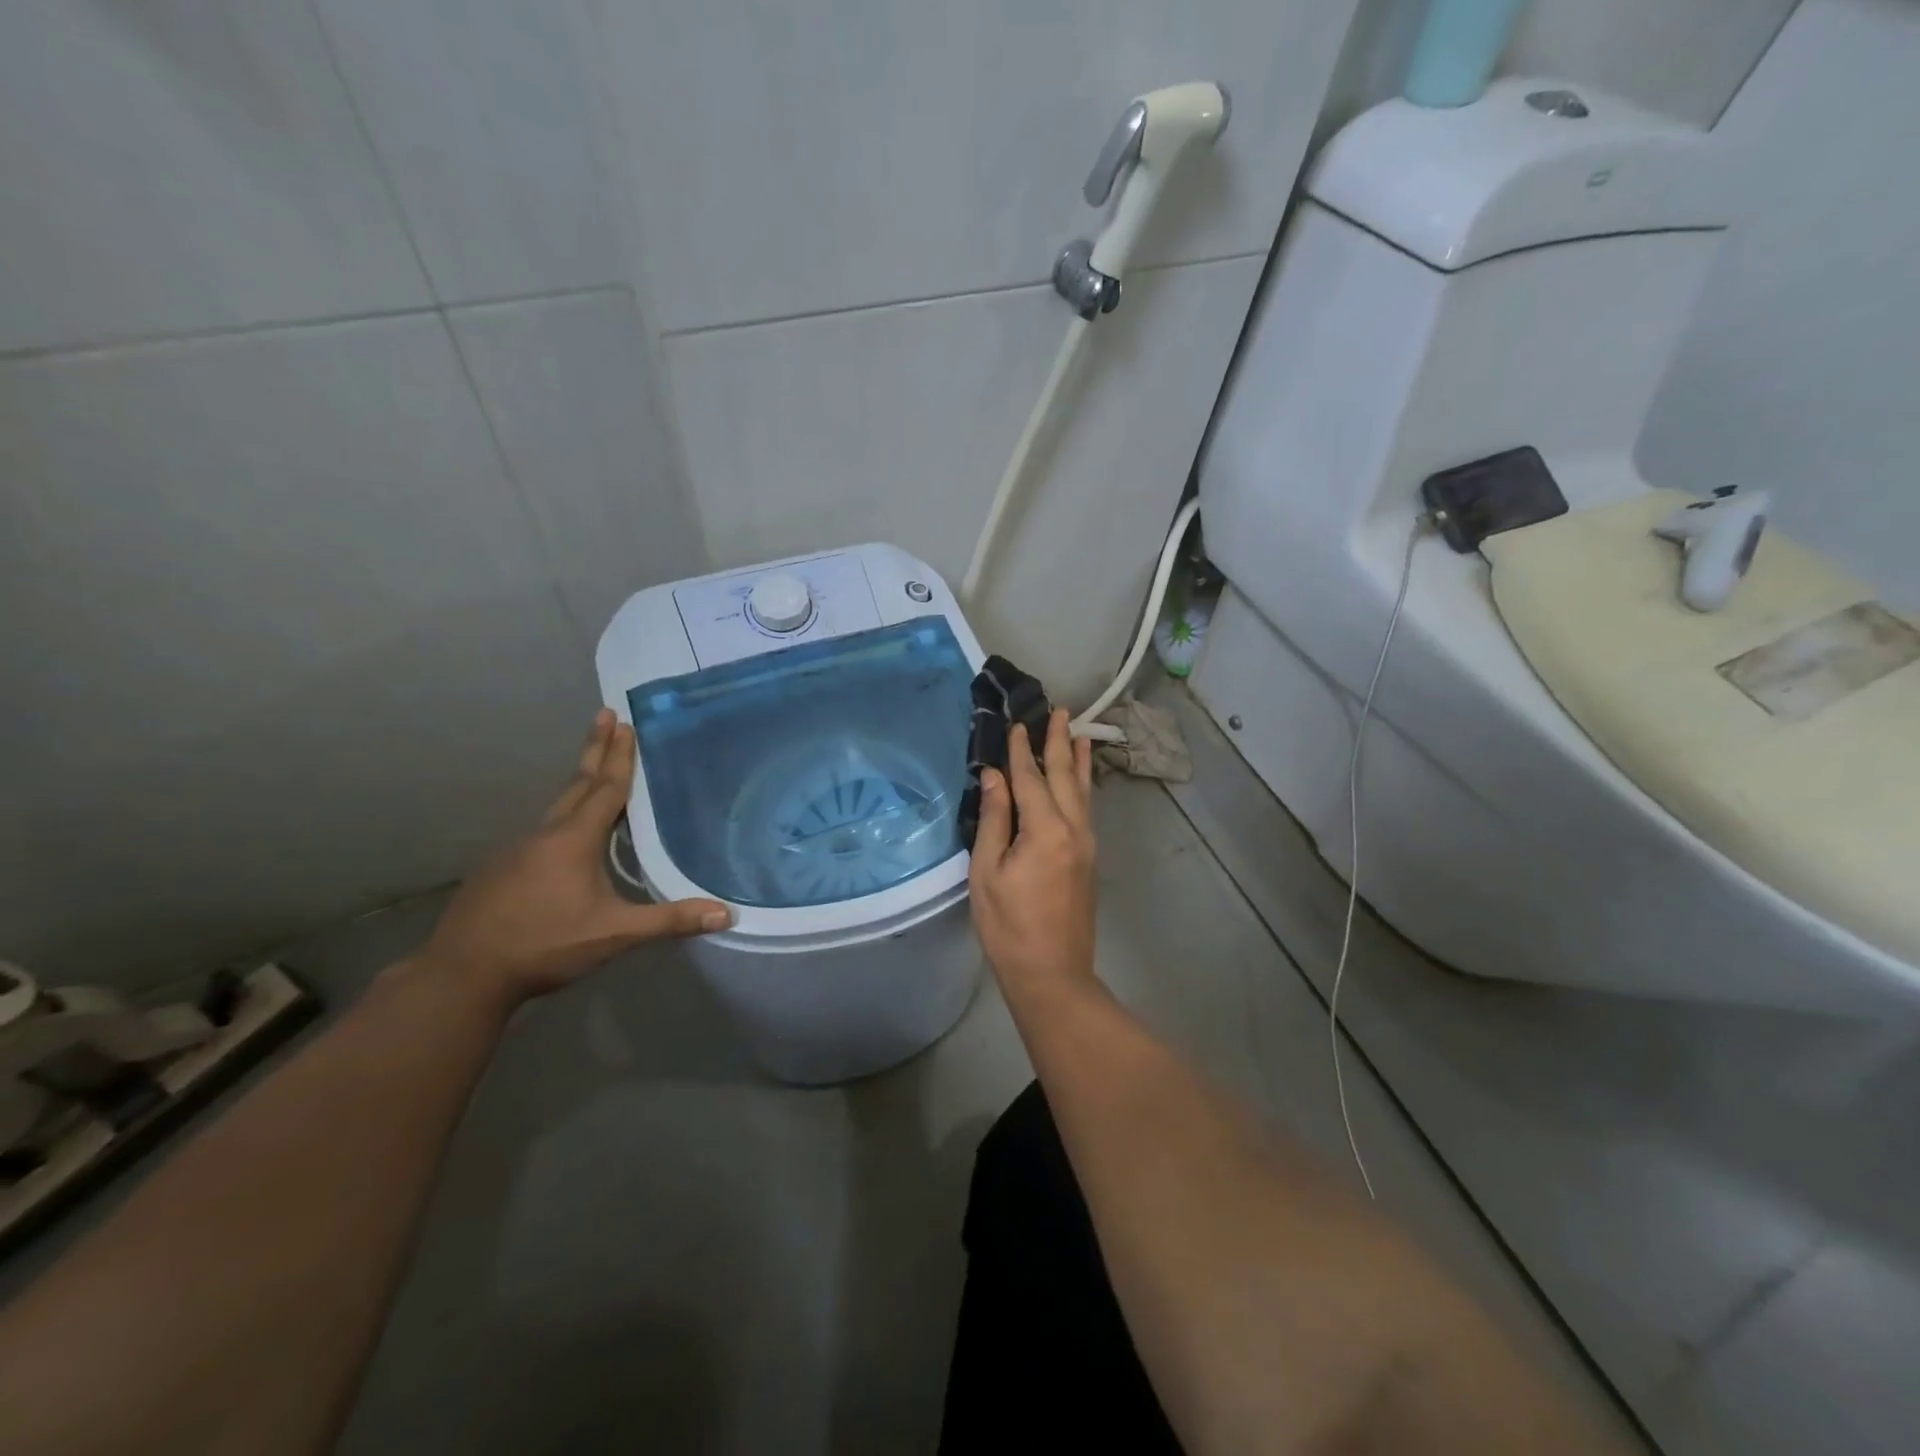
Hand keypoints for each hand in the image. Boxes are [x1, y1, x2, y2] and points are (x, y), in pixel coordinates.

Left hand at [414, 710, 730, 1008]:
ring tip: (595, 770)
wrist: (462, 974)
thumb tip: (727, 914)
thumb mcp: (614, 934)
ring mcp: (517, 851)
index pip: (605, 788)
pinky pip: (541, 831)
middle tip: (606, 716)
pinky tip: (566, 835)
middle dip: (595, 750)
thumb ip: (669, 921)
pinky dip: (563, 817)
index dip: (618, 756)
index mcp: (574, 840)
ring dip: (580, 782)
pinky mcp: (500, 870)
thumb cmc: (545, 945)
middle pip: (578, 784)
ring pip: (558, 808)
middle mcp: (545, 835)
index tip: (624, 722)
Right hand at [968, 708, 1097, 1003]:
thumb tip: (996, 776)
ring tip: (1079, 732)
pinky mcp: (1089, 857)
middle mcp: (1073, 829)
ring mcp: (1087, 843)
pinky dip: (1083, 785)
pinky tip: (1080, 779)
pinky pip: (1086, 808)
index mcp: (1045, 830)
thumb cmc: (1008, 925)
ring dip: (1078, 759)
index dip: (1021, 750)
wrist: (1052, 972)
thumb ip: (995, 819)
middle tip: (1061, 709)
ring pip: (1082, 791)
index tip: (1017, 723)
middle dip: (1060, 742)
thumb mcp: (987, 872)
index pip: (1030, 778)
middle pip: (1064, 776)